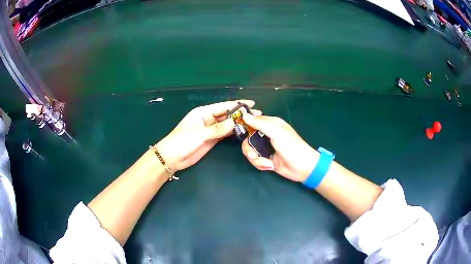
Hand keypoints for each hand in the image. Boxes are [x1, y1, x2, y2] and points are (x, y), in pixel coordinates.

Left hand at [156, 100, 260, 171]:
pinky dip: (234, 132)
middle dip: (241, 114)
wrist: (172, 158)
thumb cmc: (181, 141)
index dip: (237, 104)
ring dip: (239, 123)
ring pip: (227, 124)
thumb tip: (234, 123)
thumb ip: (217, 129)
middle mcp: (208, 119)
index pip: (223, 106)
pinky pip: (225, 134)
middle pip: (227, 115)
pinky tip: (243, 131)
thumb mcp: (199, 134)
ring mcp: (211, 130)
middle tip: (257, 114)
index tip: (251, 103)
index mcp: (203, 112)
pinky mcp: (212, 139)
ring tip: (254, 122)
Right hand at [241, 114, 318, 182]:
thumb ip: (260, 124)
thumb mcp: (277, 133)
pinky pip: (255, 160)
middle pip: (247, 138)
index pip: (253, 120)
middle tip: (253, 154)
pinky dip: (260, 164)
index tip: (238, 130)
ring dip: (255, 158)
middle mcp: (267, 134)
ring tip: (266, 163)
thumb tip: (245, 115)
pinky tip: (270, 166)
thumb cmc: (292, 147)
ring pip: (250, 150)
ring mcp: (266, 147)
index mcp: (271, 124)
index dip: (244, 125)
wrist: (302, 168)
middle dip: (249, 148)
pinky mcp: (266, 159)